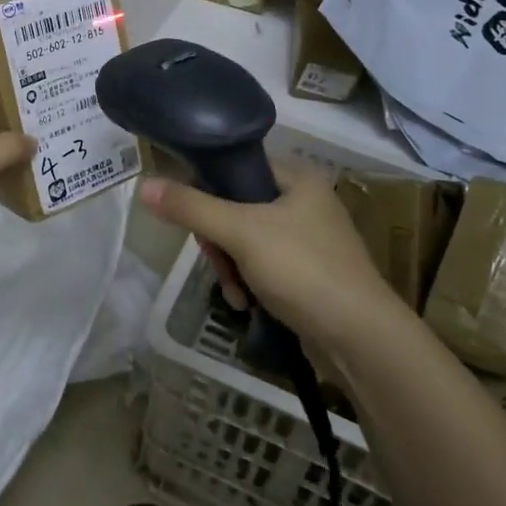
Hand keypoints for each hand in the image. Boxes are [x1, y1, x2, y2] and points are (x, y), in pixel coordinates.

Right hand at [139, 163, 405, 361]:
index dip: (208, 189)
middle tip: (219, 262)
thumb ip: (192, 207)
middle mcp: (304, 203)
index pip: (236, 166)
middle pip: (236, 207)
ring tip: (235, 292)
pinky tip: (246, 303)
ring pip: (245, 241)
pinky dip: (248, 283)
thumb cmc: (303, 270)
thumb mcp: (241, 232)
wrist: (361, 339)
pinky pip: (262, 266)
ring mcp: (307, 240)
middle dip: (219, 241)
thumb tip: (144, 185)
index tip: (195, 220)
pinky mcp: (307, 274)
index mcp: (296, 179)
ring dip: (230, 267)